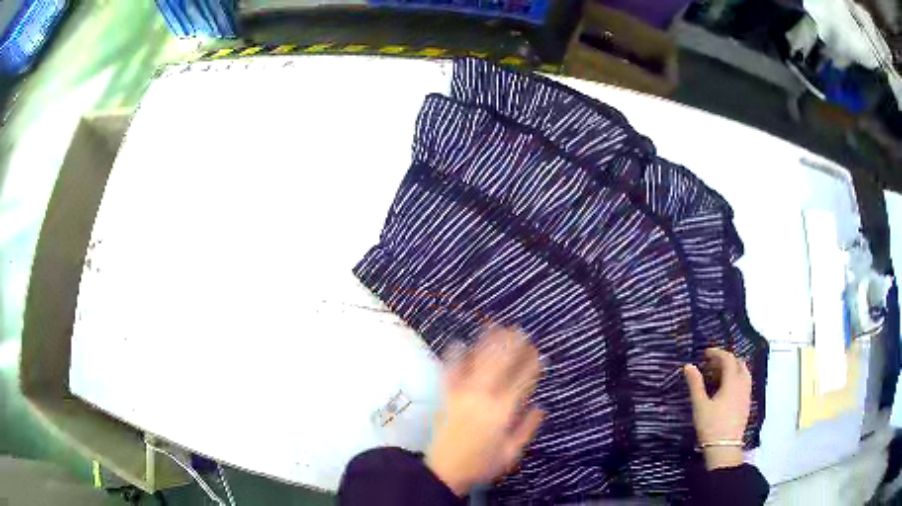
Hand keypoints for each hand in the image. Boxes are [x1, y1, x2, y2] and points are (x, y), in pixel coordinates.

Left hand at [425, 327, 544, 495]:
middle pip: (500, 365)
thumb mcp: (511, 453)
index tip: (538, 352)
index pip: (521, 382)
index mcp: (502, 412)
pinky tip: (457, 342)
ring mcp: (462, 395)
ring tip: (495, 326)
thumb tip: (541, 407)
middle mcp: (483, 398)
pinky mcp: (446, 397)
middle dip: (511, 346)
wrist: (444, 471)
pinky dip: (454, 357)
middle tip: (520, 330)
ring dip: (487, 343)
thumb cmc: (482, 465)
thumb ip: (527, 428)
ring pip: (477, 363)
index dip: (531, 365)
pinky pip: (450, 373)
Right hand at [683, 348, 751, 469]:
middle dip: (726, 359)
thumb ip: (695, 384)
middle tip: (712, 364)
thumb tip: (689, 366)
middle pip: (739, 363)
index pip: (728, 359)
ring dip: (733, 368)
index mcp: (732, 381)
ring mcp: (746, 394)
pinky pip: (745, 382)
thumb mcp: (700, 405)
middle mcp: (743, 384)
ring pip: (744, 372)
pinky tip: (727, 388)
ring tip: (720, 374)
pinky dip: (737, 378)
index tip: (705, 354)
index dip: (717, 353)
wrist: (724, 447)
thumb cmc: (711, 425)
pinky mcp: (746, 403)